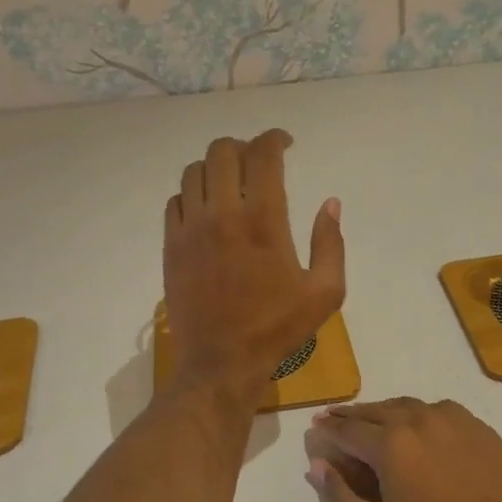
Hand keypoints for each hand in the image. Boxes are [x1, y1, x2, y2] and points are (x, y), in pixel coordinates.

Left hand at [164, 130, 344, 400]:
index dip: (275, 139)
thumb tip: (330, 203)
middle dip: (243, 146)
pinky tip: (206, 211)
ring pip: (193, 171)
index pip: (263, 155)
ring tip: (230, 183)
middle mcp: (222, 215)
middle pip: (221, 151)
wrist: (220, 363)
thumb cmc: (277, 329)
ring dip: (215, 167)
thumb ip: (331, 243)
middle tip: (257, 162)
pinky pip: (175, 201)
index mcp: (263, 222)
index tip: (286, 144)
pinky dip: (192, 195)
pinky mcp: (171, 247)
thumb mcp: (324, 293)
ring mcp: (190, 230)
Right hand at [303, 398, 501, 501]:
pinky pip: (439, 411)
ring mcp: (454, 419)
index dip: (328, 428)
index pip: (348, 429)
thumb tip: (317, 465)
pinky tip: (419, 426)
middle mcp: (419, 418)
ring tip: (373, 419)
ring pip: (409, 406)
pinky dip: (419, 414)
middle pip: (376, 410)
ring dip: (385, 411)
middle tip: (335, 417)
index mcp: (390, 442)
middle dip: (352, 415)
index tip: (316, 426)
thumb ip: (339, 497)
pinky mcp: (479, 428)